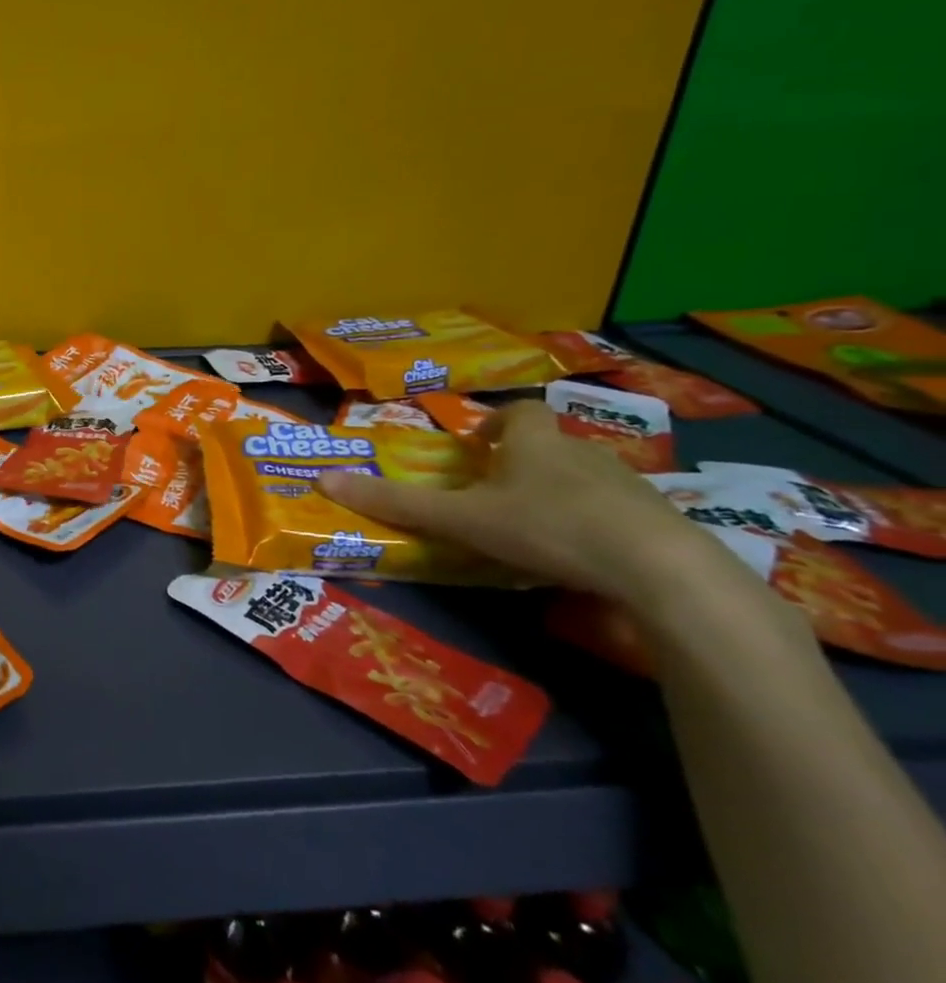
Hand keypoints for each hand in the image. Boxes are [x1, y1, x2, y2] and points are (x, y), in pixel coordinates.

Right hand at [317, 400, 717, 608]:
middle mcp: (582, 452)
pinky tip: (583, 558)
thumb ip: (398, 503)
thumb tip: (323, 479)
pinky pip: (618, 513)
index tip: (479, 445)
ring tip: (536, 529)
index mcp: (535, 443)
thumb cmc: (548, 526)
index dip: (498, 423)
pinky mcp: (658, 521)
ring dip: (559, 493)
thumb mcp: (463, 518)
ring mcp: (628, 486)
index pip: (518, 413)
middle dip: (524, 462)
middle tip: (496, 492)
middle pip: (550, 445)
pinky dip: (597, 525)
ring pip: (585, 479)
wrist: (659, 568)